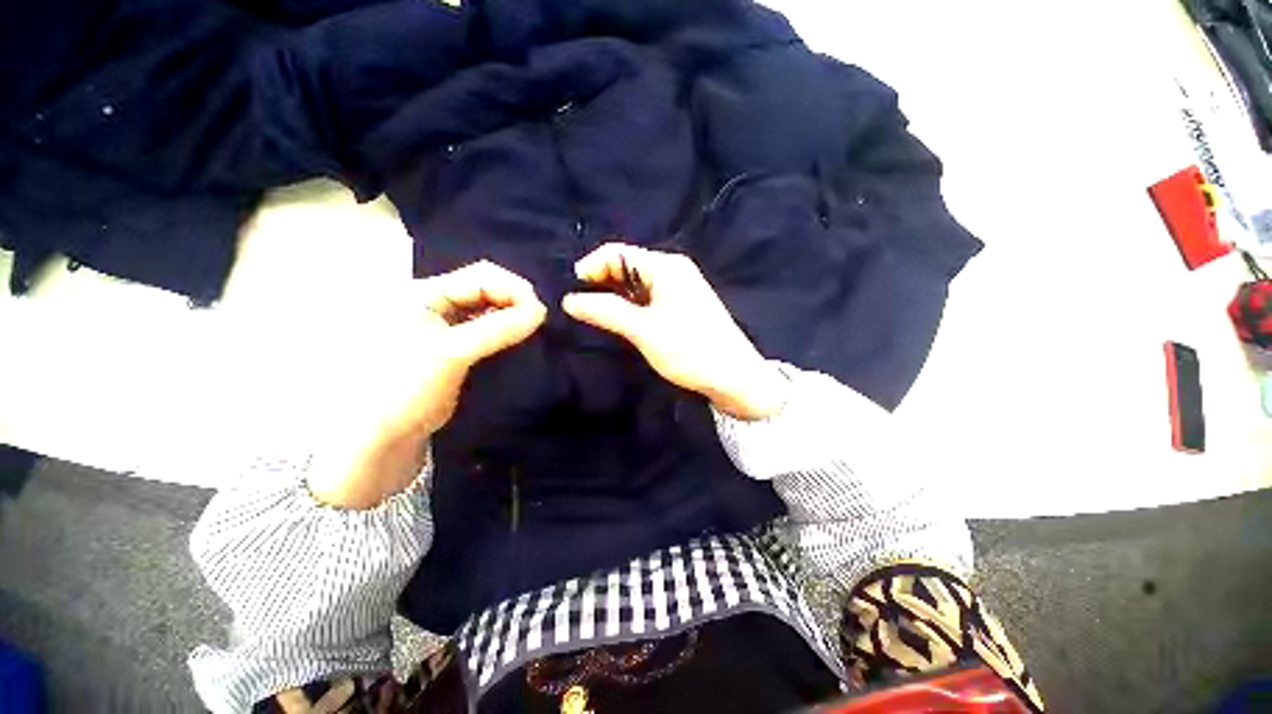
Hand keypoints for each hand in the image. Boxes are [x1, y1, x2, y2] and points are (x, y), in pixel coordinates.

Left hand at [308, 261, 545, 508]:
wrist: (385, 434)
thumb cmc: (407, 385)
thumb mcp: (452, 353)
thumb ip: (497, 329)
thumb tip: (540, 311)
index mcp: (423, 292)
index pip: (479, 277)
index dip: (512, 289)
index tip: (540, 311)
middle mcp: (434, 301)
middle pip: (485, 289)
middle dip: (514, 301)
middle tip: (538, 321)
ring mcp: (444, 323)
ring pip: (488, 309)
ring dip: (511, 316)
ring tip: (532, 329)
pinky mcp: (455, 344)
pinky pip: (486, 328)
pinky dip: (503, 330)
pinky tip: (517, 338)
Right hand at [563, 243, 787, 419]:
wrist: (734, 377)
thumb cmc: (689, 350)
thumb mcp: (644, 330)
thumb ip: (606, 312)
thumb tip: (570, 300)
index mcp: (666, 266)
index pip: (617, 253)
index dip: (591, 267)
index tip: (573, 292)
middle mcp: (673, 270)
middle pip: (627, 266)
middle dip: (602, 282)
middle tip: (583, 308)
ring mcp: (680, 288)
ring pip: (637, 284)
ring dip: (616, 296)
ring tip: (598, 316)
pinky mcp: (683, 306)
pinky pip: (649, 297)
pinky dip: (632, 306)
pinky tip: (624, 322)